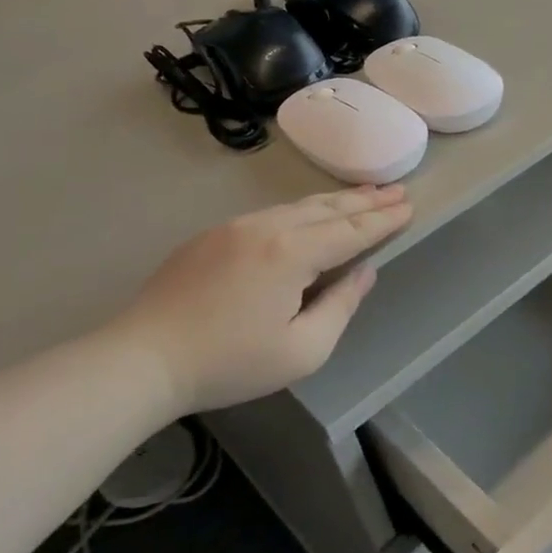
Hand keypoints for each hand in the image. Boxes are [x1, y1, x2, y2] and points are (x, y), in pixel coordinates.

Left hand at [112, 185, 412, 413]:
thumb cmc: (229, 363)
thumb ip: (341, 306)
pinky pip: (271, 213)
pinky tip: (312, 213)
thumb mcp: (303, 350)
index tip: (410, 207)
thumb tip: (363, 272)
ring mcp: (235, 227)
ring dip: (336, 200)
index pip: (352, 230)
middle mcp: (266, 228)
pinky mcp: (212, 236)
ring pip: (298, 205)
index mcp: (292, 253)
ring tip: (364, 194)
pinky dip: (303, 209)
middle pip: (328, 208)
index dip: (384, 220)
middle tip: (398, 190)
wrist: (141, 360)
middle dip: (366, 200)